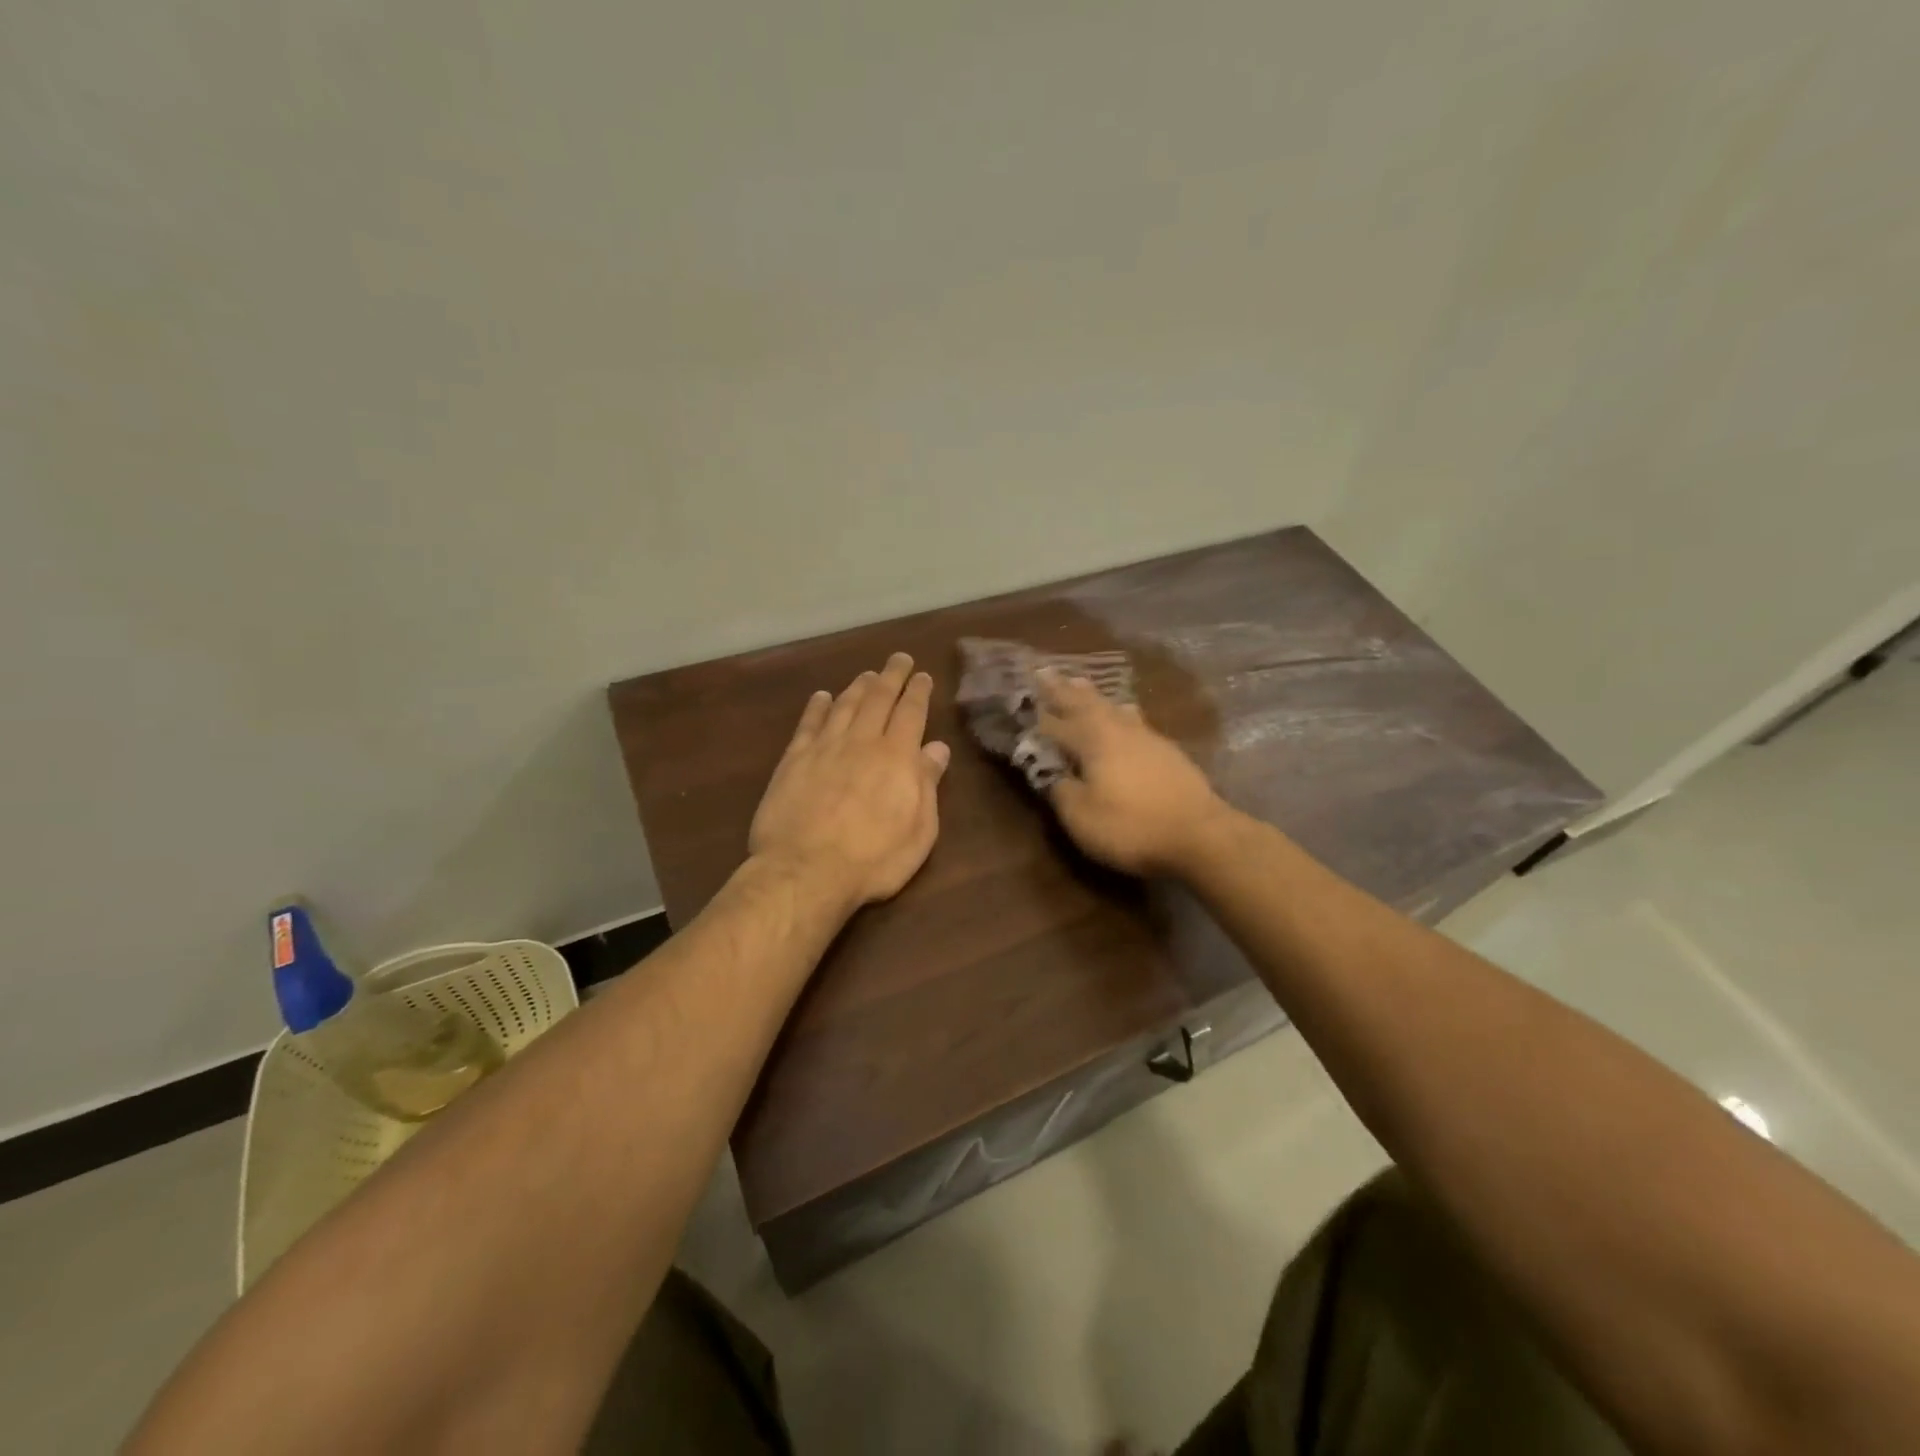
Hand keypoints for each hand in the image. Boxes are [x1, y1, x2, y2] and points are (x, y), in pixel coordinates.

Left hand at [749, 653, 951, 908]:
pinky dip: (816, 707)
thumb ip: (927, 784)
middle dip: (891, 676)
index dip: (918, 691)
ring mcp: (824, 748)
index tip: (922, 675)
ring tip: (867, 675)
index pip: (911, 713)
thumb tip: (937, 748)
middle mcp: (861, 742)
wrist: (806, 871)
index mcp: (896, 756)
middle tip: (899, 658)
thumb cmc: (874, 858)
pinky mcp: (793, 761)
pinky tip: (821, 697)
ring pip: (844, 705)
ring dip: (858, 687)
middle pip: (878, 699)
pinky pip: (808, 724)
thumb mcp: (919, 829)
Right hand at [1037, 671, 1229, 876]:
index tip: (1021, 695)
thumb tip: (1053, 774)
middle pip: (1085, 704)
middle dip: (1063, 690)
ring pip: (1112, 707)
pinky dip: (1120, 711)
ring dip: (1092, 695)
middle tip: (1047, 672)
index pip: (1055, 722)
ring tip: (1080, 682)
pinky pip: (1133, 719)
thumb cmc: (1131, 826)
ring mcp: (1146, 737)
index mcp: (1091, 740)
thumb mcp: (1081, 816)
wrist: (1200, 835)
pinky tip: (1124, 712)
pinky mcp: (1167, 751)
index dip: (1036, 713)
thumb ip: (1061, 791)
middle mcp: (1117, 729)